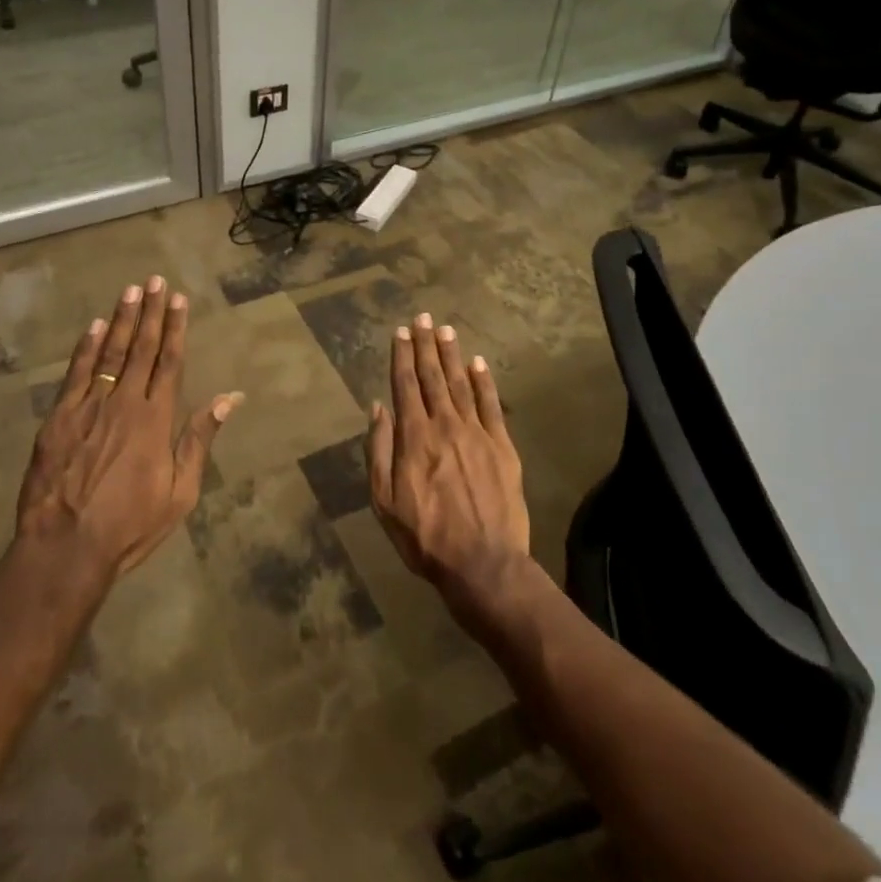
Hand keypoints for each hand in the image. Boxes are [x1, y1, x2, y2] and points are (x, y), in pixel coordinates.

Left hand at [18, 277, 242, 577]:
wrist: (65, 547)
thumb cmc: (130, 525)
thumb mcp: (180, 492)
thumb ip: (200, 440)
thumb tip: (229, 399)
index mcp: (156, 419)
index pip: (170, 362)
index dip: (176, 328)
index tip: (179, 299)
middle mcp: (124, 402)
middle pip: (141, 348)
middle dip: (150, 313)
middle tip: (155, 280)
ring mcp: (88, 406)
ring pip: (109, 352)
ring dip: (121, 320)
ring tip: (130, 291)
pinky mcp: (58, 417)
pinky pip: (76, 373)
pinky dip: (85, 347)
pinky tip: (93, 326)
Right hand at [367, 313, 528, 601]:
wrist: (483, 563)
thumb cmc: (424, 536)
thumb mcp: (384, 500)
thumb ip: (379, 450)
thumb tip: (378, 407)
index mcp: (413, 437)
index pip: (405, 385)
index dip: (401, 356)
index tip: (400, 332)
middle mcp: (444, 425)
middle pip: (432, 377)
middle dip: (425, 345)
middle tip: (422, 317)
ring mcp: (476, 433)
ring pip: (461, 384)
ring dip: (451, 355)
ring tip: (445, 330)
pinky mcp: (502, 446)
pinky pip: (492, 405)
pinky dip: (484, 382)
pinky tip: (478, 363)